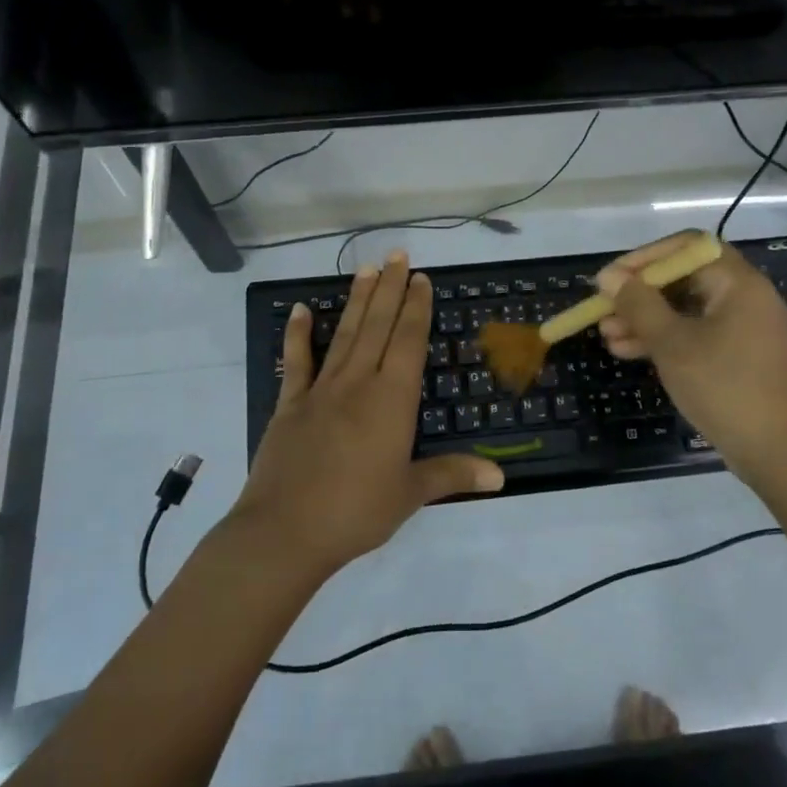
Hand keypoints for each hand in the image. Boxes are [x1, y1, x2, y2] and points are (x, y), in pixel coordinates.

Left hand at [232, 250, 505, 571]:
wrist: (285, 531)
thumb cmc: (356, 512)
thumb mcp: (410, 494)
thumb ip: (453, 475)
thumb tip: (502, 475)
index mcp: (392, 400)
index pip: (408, 342)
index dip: (416, 308)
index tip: (420, 278)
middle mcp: (358, 383)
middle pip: (377, 326)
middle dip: (389, 289)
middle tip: (396, 254)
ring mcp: (320, 390)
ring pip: (343, 334)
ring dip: (356, 300)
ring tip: (365, 268)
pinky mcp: (289, 405)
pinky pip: (295, 362)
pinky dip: (297, 334)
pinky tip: (299, 309)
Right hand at [595, 230, 786, 485]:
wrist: (778, 452)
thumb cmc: (724, 387)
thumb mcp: (672, 343)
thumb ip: (638, 305)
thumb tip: (608, 276)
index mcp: (738, 283)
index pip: (686, 247)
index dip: (644, 258)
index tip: (611, 278)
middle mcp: (745, 297)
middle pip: (684, 279)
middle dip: (640, 293)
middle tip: (603, 309)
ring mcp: (744, 328)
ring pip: (686, 310)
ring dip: (646, 319)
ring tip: (607, 336)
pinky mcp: (739, 356)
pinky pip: (696, 334)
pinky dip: (665, 339)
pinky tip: (629, 352)